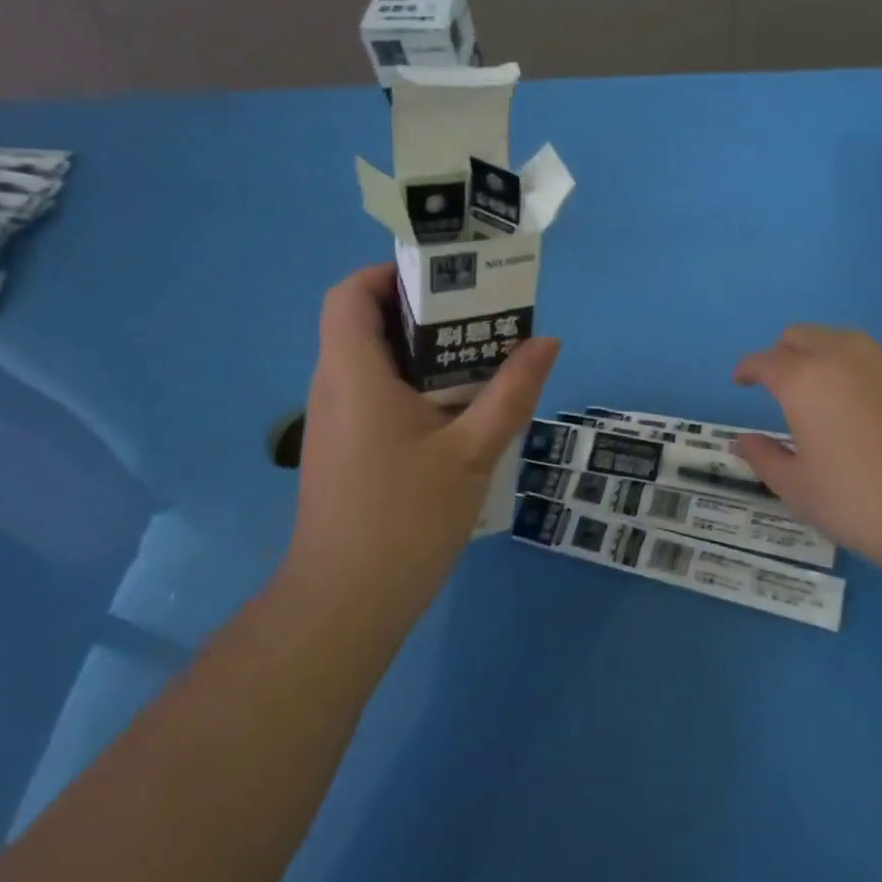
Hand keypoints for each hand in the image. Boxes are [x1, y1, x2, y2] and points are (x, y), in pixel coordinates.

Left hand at [284, 264, 558, 621]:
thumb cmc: (405, 519)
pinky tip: (459, 411)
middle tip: (482, 317)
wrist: (344, 607)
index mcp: (354, 374)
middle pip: (366, 322)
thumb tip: (547, 342)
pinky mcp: (344, 449)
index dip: (391, 274)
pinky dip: (414, 385)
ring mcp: (335, 422)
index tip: (446, 281)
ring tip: (481, 358)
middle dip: (424, 311)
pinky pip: (376, 394)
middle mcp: (334, 387)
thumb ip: (512, 392)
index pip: (351, 294)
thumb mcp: (473, 451)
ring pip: (374, 361)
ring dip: (423, 352)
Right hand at [731, 325, 881, 588]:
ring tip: (820, 390)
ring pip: (841, 340)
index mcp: (805, 379)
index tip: (740, 380)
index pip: (765, 360)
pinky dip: (856, 370)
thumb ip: (765, 458)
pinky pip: (875, 360)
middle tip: (777, 383)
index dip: (747, 368)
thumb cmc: (862, 503)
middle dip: (782, 353)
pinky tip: (864, 406)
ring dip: (821, 354)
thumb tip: (741, 441)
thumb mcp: (800, 490)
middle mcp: (844, 357)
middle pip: (802, 335)